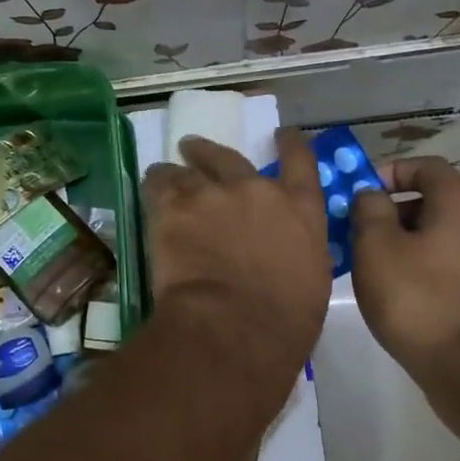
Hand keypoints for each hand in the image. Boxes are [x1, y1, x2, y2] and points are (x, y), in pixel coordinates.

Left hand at [141, 130, 332, 390]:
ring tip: (165, 171)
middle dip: (211, 152)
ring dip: (178, 170)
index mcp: (300, 210)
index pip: (300, 162)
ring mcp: (213, 194)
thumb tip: (283, 253)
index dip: (290, 144)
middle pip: (231, 158)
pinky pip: (159, 184)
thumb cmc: (283, 322)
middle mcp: (257, 190)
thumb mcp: (310, 282)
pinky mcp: (174, 206)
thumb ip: (295, 252)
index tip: (281, 134)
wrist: (232, 326)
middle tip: (194, 148)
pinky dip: (155, 185)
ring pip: (189, 169)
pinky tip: (150, 187)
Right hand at [349, 157, 459, 383]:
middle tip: (356, 231)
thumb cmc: (417, 297)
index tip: (361, 193)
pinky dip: (416, 268)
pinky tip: (392, 293)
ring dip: (400, 243)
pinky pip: (443, 266)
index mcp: (458, 205)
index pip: (427, 167)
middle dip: (390, 211)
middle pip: (430, 201)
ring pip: (434, 237)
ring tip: (367, 265)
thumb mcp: (376, 246)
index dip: (391, 171)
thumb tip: (371, 195)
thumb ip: (369, 210)